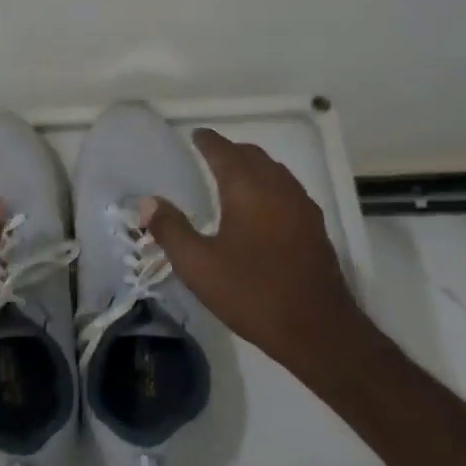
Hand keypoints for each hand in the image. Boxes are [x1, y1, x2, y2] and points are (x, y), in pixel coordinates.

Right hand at [143, 129, 371, 377]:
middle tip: (211, 154)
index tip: (196, 135)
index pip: (224, 152)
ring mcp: (302, 207)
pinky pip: (288, 190)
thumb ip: (171, 230)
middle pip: (253, 156)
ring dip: (253, 166)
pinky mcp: (315, 228)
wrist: (318, 330)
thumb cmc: (252, 293)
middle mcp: (278, 188)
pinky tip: (263, 206)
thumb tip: (147, 202)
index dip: (208, 141)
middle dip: (231, 151)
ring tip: (235, 175)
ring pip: (275, 171)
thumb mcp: (198, 265)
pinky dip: (270, 184)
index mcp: (247, 190)